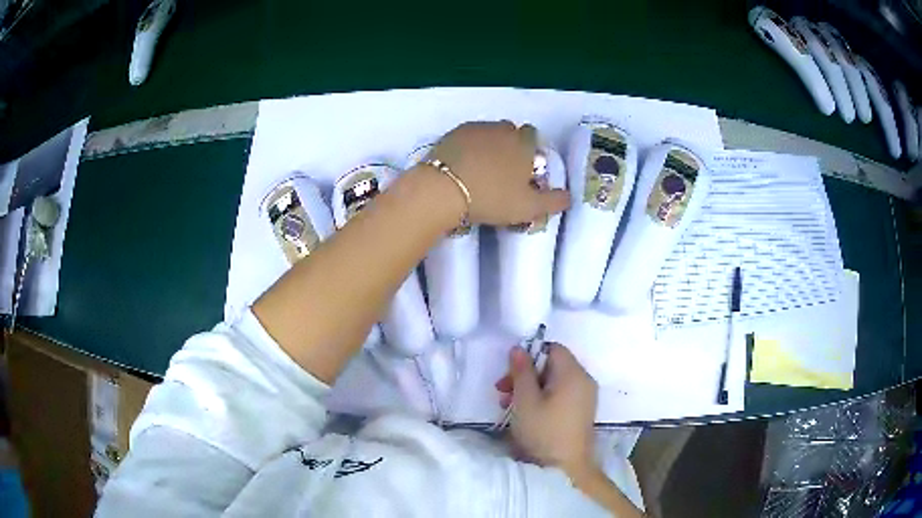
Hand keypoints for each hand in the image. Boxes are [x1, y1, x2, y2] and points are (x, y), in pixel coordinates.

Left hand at [428, 121, 569, 225]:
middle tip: (502, 170)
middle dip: (509, 145)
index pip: (533, 136)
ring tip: (481, 167)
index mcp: (523, 144)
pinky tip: (463, 163)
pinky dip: (468, 146)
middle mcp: (502, 129)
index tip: (523, 168)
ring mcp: (476, 128)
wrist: (444, 189)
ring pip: (488, 132)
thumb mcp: (529, 207)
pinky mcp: (452, 133)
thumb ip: (553, 201)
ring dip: (488, 144)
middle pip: (510, 131)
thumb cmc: (492, 198)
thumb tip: (570, 196)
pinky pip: (467, 136)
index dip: (530, 150)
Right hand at [494, 343, 598, 477]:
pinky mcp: (582, 411)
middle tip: (502, 392)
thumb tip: (518, 348)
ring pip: (554, 381)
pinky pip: (561, 394)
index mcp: (573, 373)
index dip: (529, 355)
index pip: (552, 348)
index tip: (510, 374)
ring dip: (530, 388)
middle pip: (552, 365)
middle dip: (525, 375)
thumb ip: (521, 371)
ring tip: (508, 406)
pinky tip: (526, 414)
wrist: (567, 468)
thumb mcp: (525, 400)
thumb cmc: (544, 431)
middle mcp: (584, 380)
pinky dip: (543, 398)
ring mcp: (585, 396)